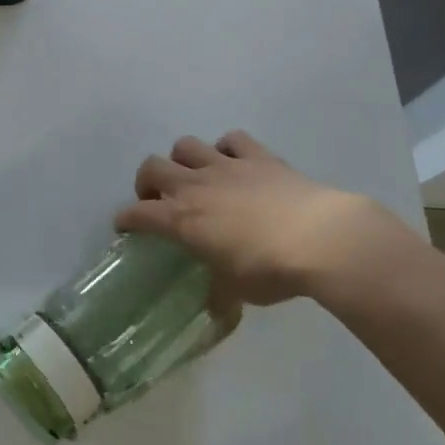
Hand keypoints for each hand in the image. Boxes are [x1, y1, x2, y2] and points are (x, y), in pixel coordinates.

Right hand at [114, 131, 412, 304]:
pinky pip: (231, 140)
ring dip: (183, 160)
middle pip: (152, 166)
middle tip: (159, 199)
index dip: (126, 219)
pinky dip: (228, 149)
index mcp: (182, 220)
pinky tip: (236, 164)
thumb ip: (219, 290)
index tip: (125, 226)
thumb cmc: (270, 270)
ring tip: (196, 178)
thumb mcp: (238, 291)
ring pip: (186, 145)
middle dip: (147, 181)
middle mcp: (195, 186)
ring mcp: (226, 165)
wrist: (319, 238)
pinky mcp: (257, 155)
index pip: (138, 213)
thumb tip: (214, 305)